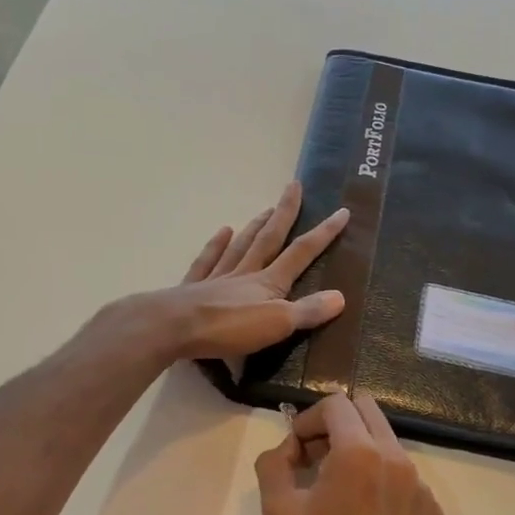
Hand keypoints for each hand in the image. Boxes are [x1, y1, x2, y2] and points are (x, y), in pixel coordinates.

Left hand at [151, 181, 349, 362]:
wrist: (173, 327)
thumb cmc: (228, 327)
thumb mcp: (276, 324)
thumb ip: (307, 311)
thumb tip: (341, 296)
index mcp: (268, 282)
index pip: (301, 253)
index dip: (323, 234)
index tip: (341, 211)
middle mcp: (244, 273)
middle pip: (269, 238)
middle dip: (285, 213)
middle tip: (294, 186)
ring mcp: (217, 278)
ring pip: (241, 246)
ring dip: (255, 226)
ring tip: (266, 209)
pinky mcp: (193, 288)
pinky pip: (208, 260)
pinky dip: (216, 245)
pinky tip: (222, 231)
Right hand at [256, 392, 444, 514]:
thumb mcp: (278, 510)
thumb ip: (275, 463)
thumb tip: (288, 448)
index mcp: (359, 453)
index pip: (336, 404)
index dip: (309, 418)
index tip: (297, 448)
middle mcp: (397, 459)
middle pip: (367, 412)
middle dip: (337, 425)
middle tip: (316, 459)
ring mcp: (421, 485)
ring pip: (387, 444)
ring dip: (359, 452)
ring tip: (339, 492)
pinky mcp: (432, 510)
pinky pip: (403, 477)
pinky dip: (381, 482)